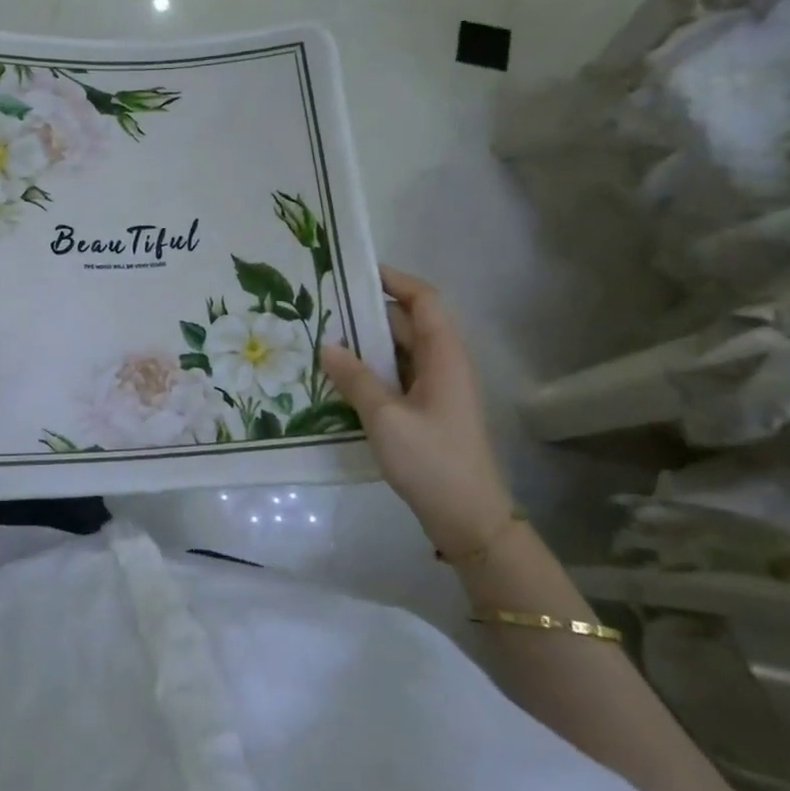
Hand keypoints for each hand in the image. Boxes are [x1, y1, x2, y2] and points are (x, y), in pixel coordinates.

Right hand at [320, 267, 513, 559]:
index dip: (393, 280)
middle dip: (365, 314)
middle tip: (321, 310)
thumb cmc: (432, 461)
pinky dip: (370, 372)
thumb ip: (355, 378)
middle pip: (406, 324)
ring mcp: (436, 389)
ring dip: (364, 346)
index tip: (353, 272)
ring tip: (321, 341)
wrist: (468, 518)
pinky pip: (396, 377)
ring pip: (398, 352)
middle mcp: (443, 364)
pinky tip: (338, 379)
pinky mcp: (427, 411)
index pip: (423, 299)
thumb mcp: (385, 417)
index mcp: (444, 355)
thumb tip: (327, 344)